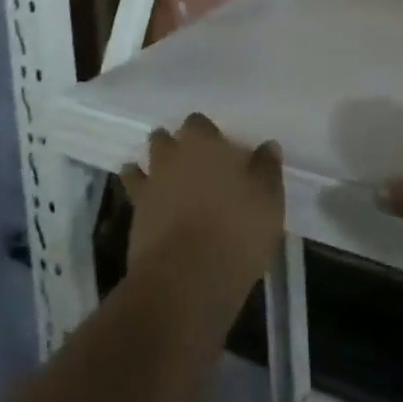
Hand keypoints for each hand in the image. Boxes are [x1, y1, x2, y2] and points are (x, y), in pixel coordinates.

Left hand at [121, 114, 284, 299]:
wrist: (186, 278)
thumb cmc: (236, 230)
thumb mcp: (268, 199)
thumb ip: (267, 168)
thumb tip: (268, 146)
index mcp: (203, 142)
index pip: (198, 122)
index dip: (206, 133)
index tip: (218, 147)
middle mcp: (172, 155)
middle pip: (165, 139)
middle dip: (173, 146)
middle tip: (190, 162)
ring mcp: (150, 185)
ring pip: (144, 164)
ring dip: (152, 167)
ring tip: (164, 178)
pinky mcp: (135, 216)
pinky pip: (133, 194)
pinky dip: (139, 194)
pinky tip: (148, 203)